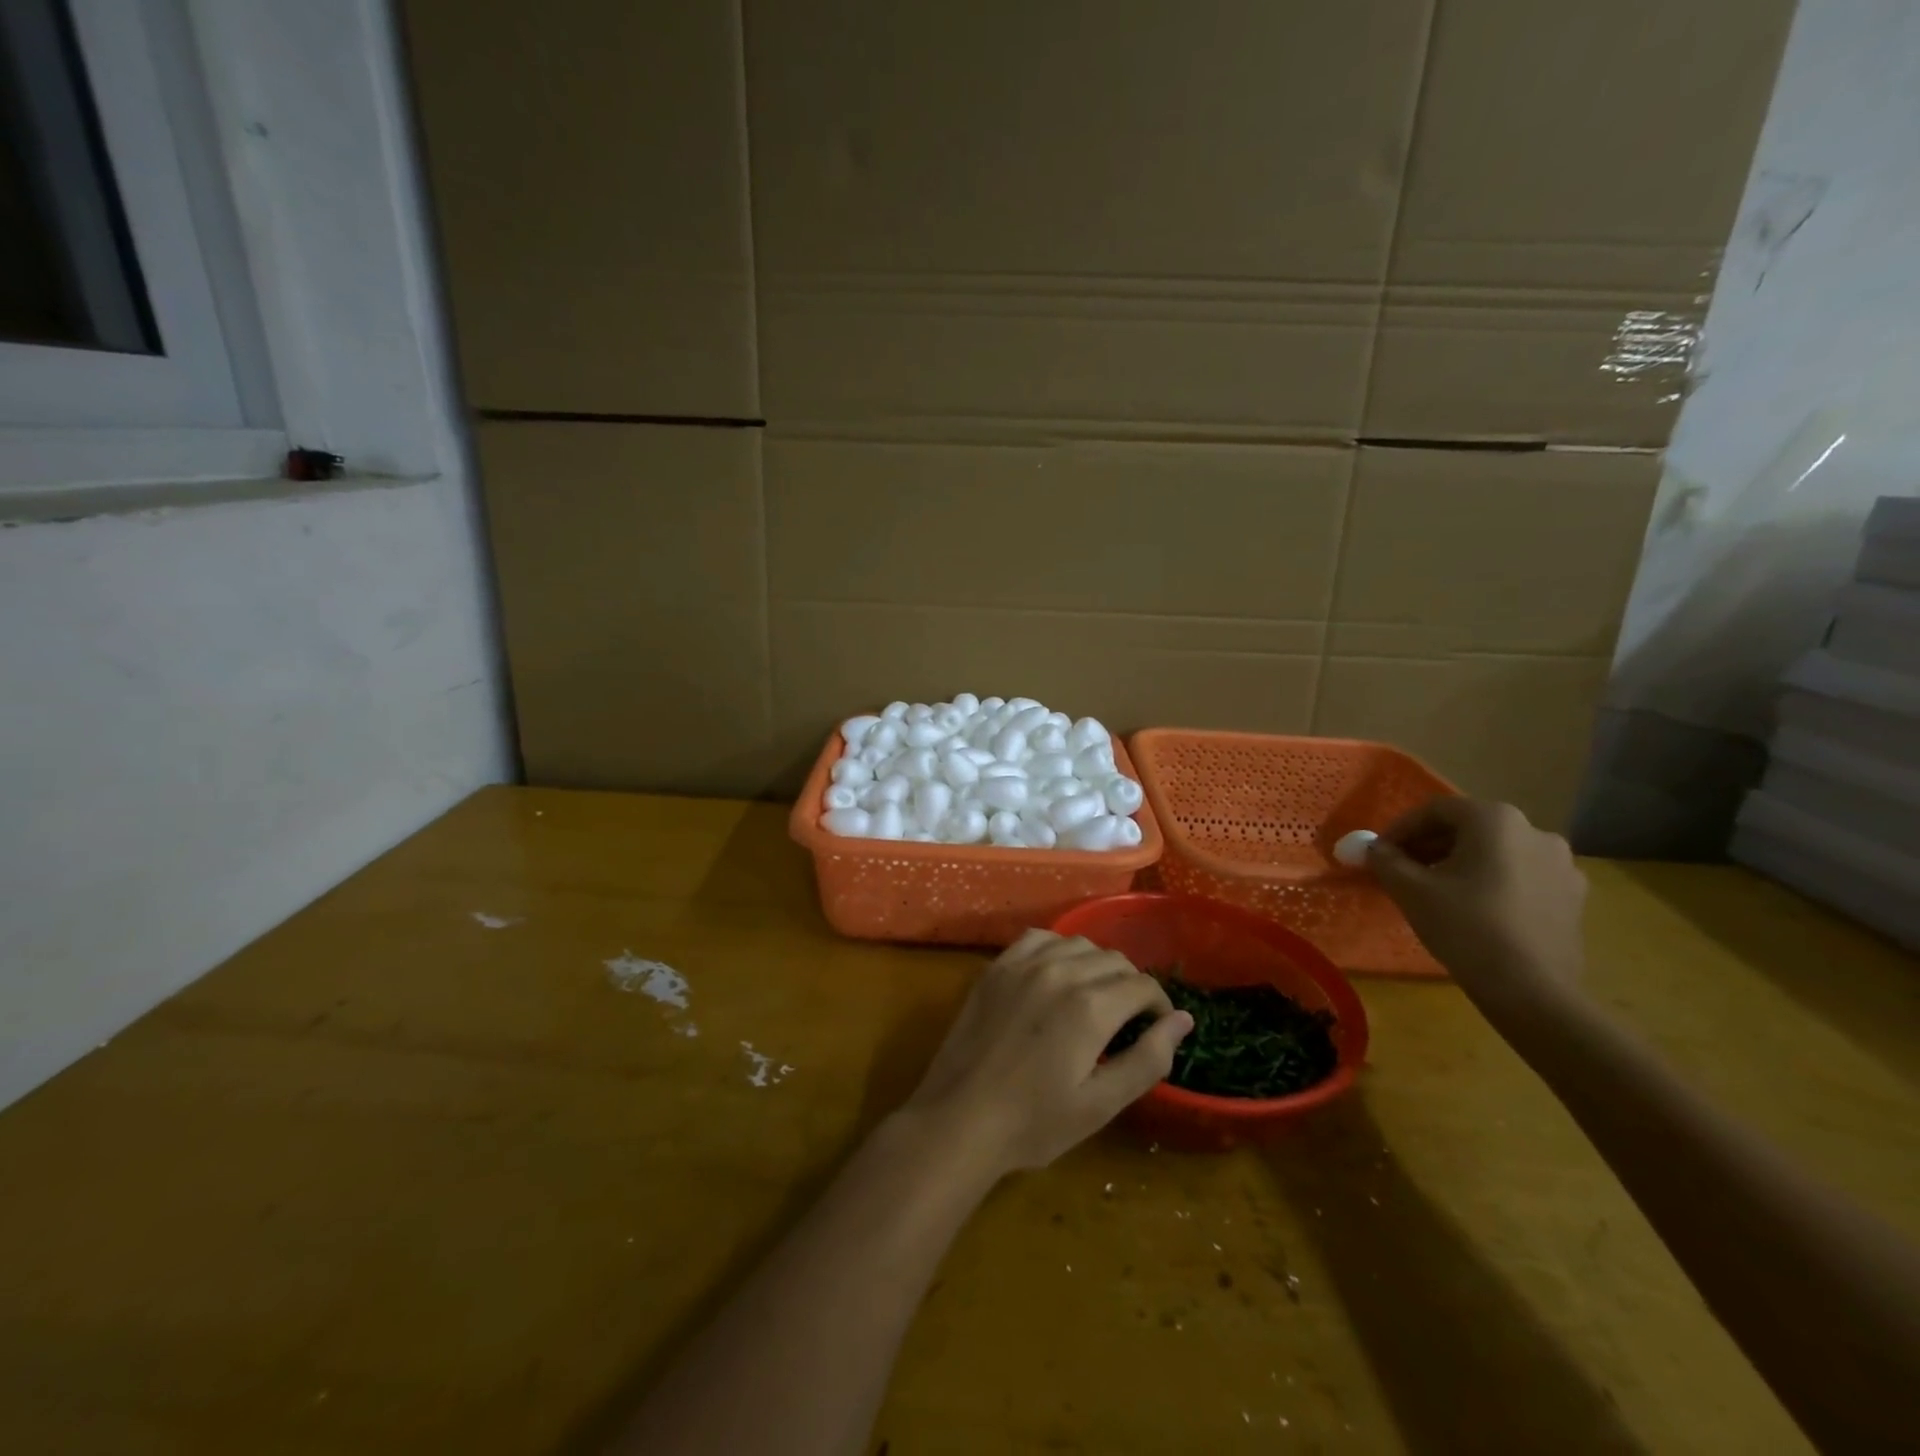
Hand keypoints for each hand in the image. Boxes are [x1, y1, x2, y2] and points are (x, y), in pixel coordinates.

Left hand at [901, 930, 1192, 1178]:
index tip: (1154, 1028)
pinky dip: (1058, 949)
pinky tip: (1056, 973)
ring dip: (1096, 965)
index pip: (1142, 985)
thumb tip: (1183, 1020)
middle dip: (1130, 985)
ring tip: (1094, 997)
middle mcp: (1061, 972)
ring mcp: (1024, 964)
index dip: (1157, 1006)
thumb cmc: (1034, 1122)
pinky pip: (1039, 938)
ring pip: (1079, 944)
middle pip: (1114, 960)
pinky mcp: (997, 966)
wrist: (960, 1118)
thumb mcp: (1101, 1104)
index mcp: (1091, 1006)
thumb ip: (1148, 1059)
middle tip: (1126, 1020)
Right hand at [1367, 797, 1587, 1013]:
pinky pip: (1522, 875)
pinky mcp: (1573, 896)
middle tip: (1403, 870)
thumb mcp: (1410, 890)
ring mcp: (1562, 864)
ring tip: (1437, 890)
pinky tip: (1475, 908)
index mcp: (1496, 820)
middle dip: (1430, 845)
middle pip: (1469, 828)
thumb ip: (1385, 860)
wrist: (1532, 990)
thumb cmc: (1465, 927)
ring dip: (1462, 863)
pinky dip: (1492, 881)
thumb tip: (1374, 849)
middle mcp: (1535, 831)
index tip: (1380, 852)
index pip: (1437, 810)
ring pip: (1497, 852)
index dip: (1402, 828)